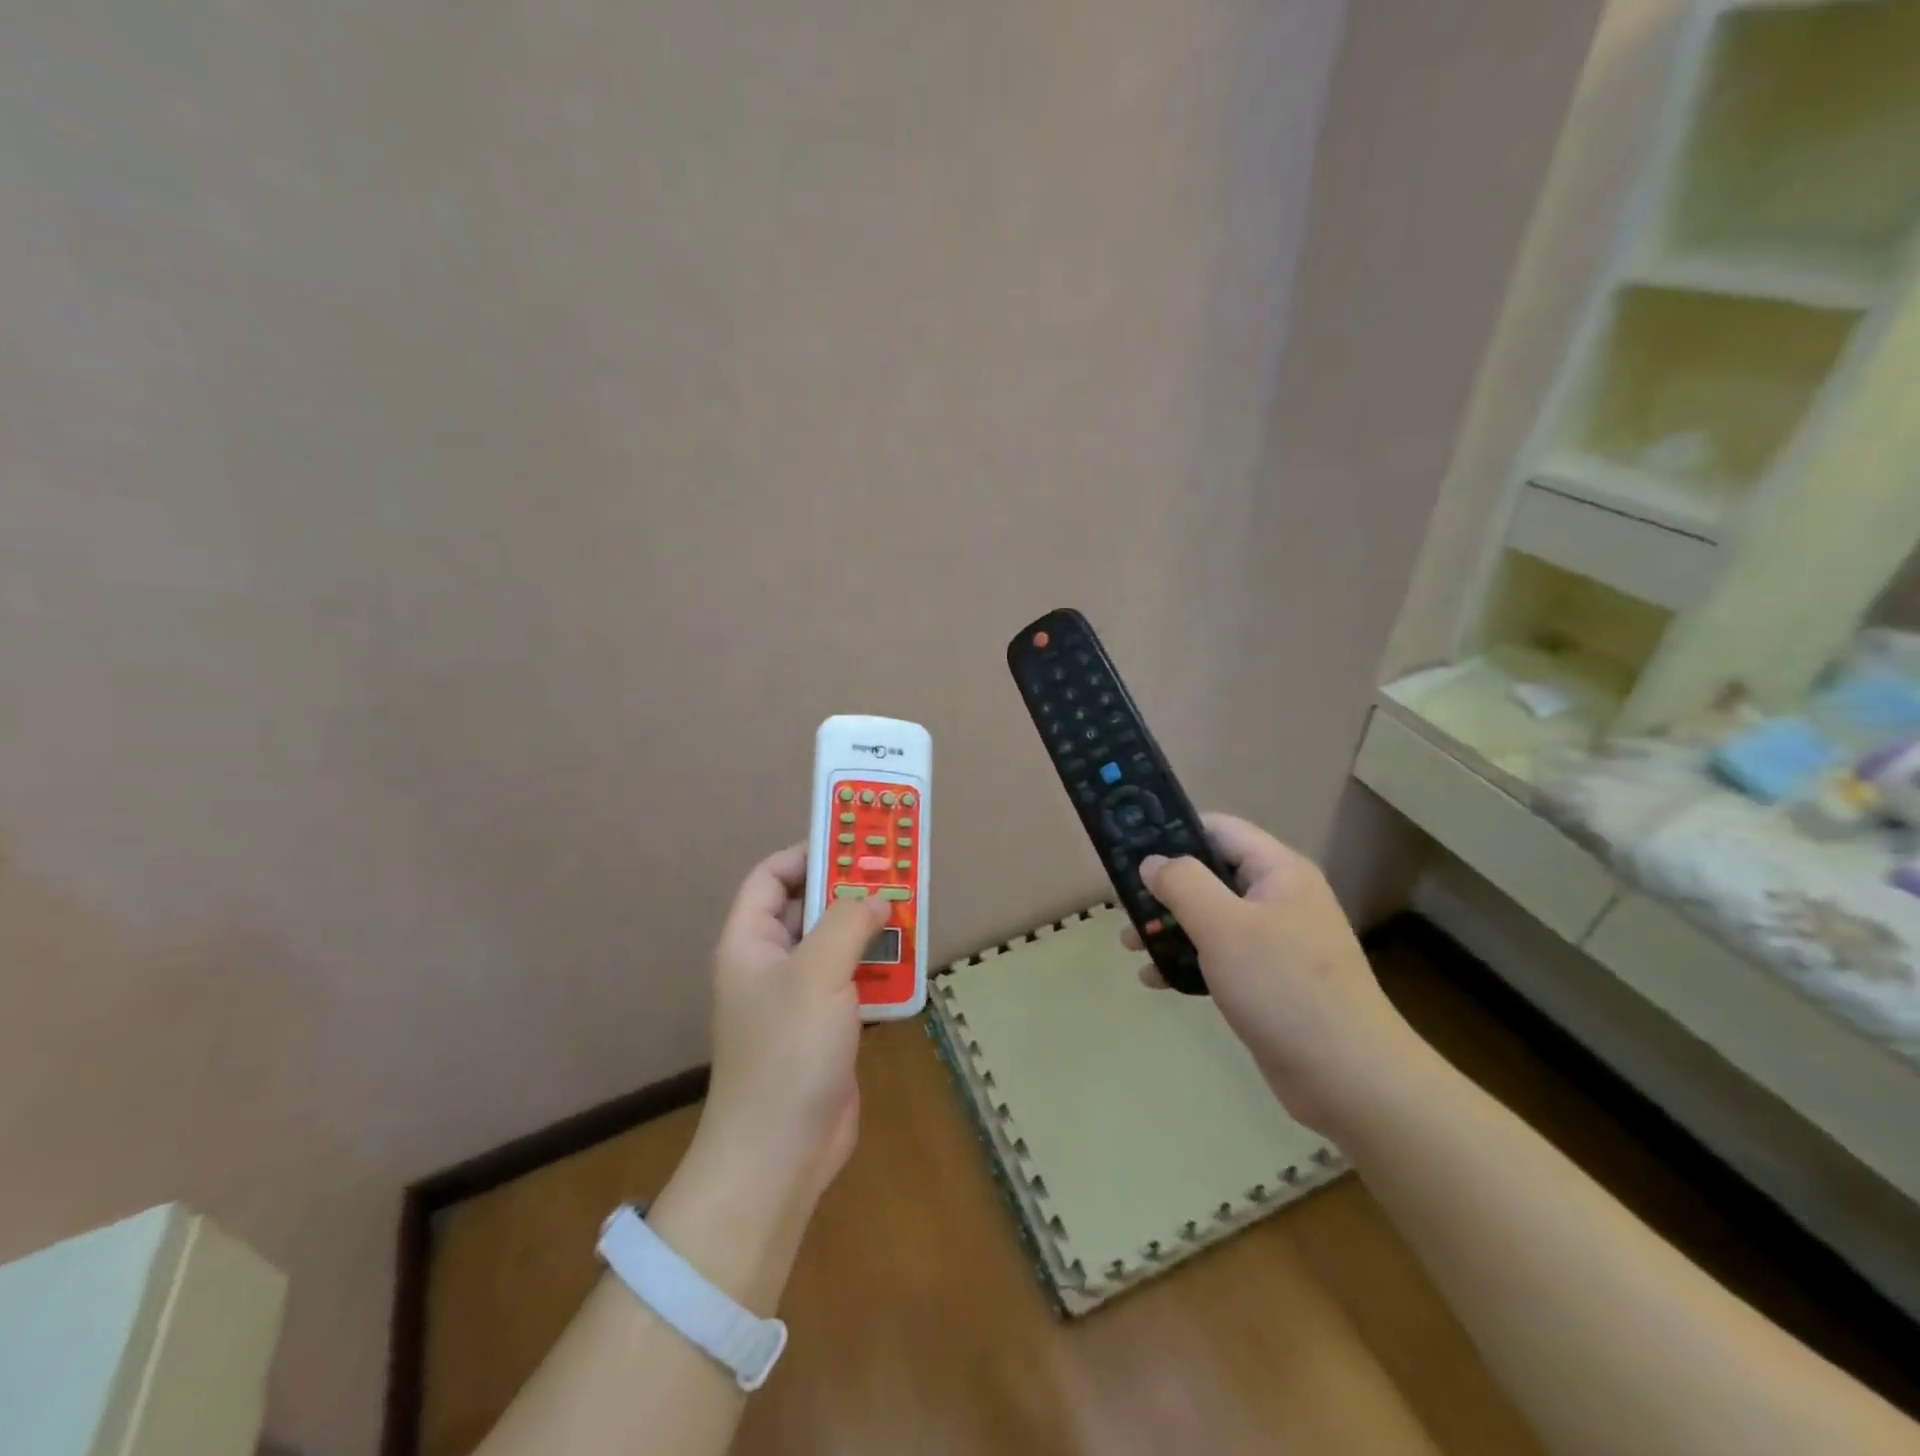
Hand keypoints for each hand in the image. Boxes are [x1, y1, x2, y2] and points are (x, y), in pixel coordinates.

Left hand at [696, 843, 890, 1207]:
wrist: (781, 1154)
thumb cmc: (788, 1051)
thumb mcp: (817, 973)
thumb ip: (848, 922)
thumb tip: (876, 896)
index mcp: (750, 942)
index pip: (770, 878)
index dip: (807, 854)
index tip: (853, 844)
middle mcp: (770, 963)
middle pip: (809, 908)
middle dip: (850, 890)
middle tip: (895, 873)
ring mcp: (798, 997)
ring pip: (837, 944)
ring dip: (871, 929)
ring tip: (911, 911)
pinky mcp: (825, 1026)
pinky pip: (853, 980)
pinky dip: (878, 968)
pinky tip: (909, 962)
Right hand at [1126, 813, 1428, 1134]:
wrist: (1350, 1080)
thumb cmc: (1283, 987)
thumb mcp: (1224, 926)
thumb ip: (1183, 884)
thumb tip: (1152, 861)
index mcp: (1278, 871)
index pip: (1218, 829)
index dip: (1173, 832)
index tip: (1129, 849)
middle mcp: (1278, 898)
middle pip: (1210, 874)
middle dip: (1163, 888)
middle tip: (1121, 903)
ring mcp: (1276, 941)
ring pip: (1210, 918)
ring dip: (1169, 926)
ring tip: (1128, 943)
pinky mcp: (1269, 980)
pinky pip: (1219, 956)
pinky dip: (1187, 960)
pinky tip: (1155, 978)